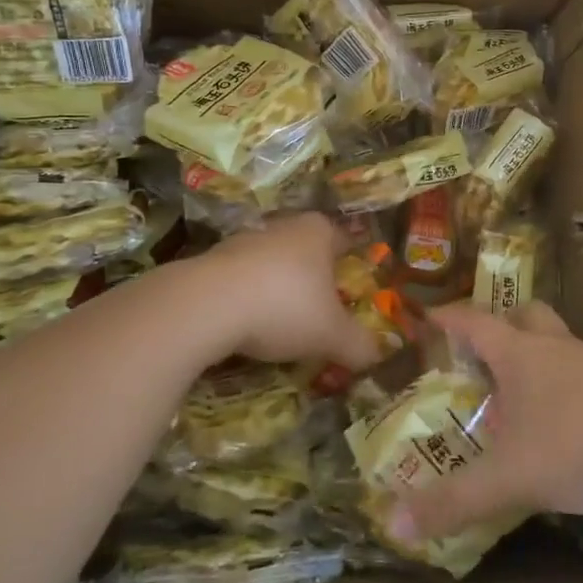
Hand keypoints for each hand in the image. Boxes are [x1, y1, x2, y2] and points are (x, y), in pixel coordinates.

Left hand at [201, 213, 380, 370]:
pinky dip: (247, 300)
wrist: (206, 305)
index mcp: (318, 231)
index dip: (352, 267)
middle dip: (314, 280)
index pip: (345, 241)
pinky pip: (241, 281)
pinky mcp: (210, 261)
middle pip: (307, 252)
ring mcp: (243, 240)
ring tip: (282, 326)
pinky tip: (247, 328)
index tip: (354, 292)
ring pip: (271, 265)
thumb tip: (376, 356)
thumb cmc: (285, 306)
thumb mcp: (332, 334)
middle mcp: (283, 226)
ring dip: (278, 290)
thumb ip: (358, 345)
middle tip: (322, 313)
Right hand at [390, 301, 582, 546]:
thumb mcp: (508, 478)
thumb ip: (453, 501)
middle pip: (526, 314)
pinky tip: (564, 423)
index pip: (475, 322)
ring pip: (558, 343)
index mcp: (521, 354)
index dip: (448, 318)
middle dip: (502, 323)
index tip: (427, 316)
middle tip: (483, 350)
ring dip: (536, 356)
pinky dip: (565, 386)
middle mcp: (556, 348)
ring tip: (520, 393)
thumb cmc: (576, 446)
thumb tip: (394, 524)